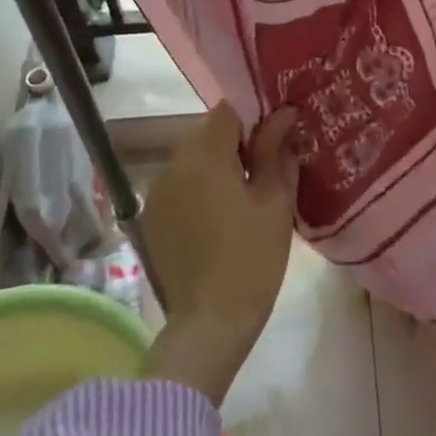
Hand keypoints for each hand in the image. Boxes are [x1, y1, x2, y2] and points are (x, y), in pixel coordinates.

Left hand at [134, 103, 299, 403]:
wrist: (209, 323)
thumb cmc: (252, 259)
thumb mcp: (274, 201)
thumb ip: (276, 151)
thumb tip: (284, 115)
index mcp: (205, 155)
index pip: (228, 111)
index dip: (254, 119)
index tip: (275, 141)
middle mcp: (173, 164)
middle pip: (208, 134)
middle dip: (237, 144)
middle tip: (265, 173)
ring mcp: (157, 192)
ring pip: (193, 160)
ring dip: (217, 167)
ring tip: (242, 199)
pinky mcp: (151, 217)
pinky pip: (180, 186)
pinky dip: (199, 190)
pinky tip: (218, 220)